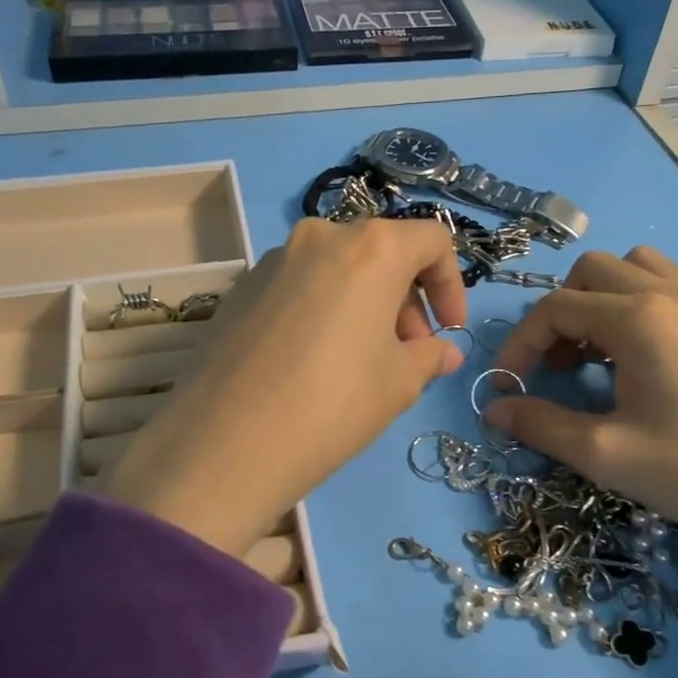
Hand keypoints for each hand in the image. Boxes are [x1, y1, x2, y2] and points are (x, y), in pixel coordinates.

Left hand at [102, 218, 469, 553]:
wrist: (226, 441)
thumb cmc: (334, 403)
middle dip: (406, 299)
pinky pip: (300, 285)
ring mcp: (274, 259)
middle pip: (382, 252)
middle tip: (407, 352)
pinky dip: (323, 308)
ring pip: (338, 268)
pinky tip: (313, 360)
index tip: (448, 331)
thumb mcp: (399, 383)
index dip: (451, 285)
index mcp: (371, 247)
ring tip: (361, 360)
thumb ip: (429, 355)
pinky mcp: (241, 286)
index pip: (431, 240)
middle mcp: (321, 236)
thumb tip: (443, 352)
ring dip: (363, 303)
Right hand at [487, 247, 677, 570]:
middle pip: (592, 272)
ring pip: (635, 269)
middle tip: (557, 367)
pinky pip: (670, 287)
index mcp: (638, 319)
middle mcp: (670, 295)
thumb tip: (494, 407)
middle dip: (559, 313)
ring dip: (601, 300)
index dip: (520, 343)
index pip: (555, 307)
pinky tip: (644, 362)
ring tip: (598, 354)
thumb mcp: (610, 455)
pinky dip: (638, 305)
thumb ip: (542, 425)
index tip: (507, 385)